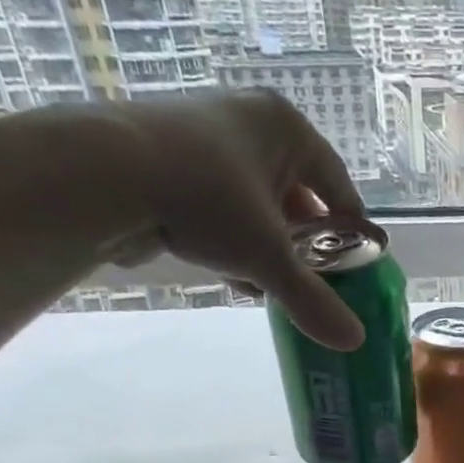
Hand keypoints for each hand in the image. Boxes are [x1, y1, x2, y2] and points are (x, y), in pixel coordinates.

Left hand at [118, 89, 367, 348]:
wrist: (104, 175)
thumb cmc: (207, 200)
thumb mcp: (269, 259)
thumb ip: (313, 300)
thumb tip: (355, 342)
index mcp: (285, 127)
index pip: (338, 183)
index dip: (352, 228)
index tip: (359, 264)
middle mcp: (249, 121)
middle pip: (298, 195)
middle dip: (306, 244)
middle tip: (316, 283)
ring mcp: (207, 136)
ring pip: (259, 205)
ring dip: (270, 250)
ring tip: (273, 288)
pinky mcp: (173, 160)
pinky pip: (223, 207)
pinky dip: (234, 242)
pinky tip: (234, 277)